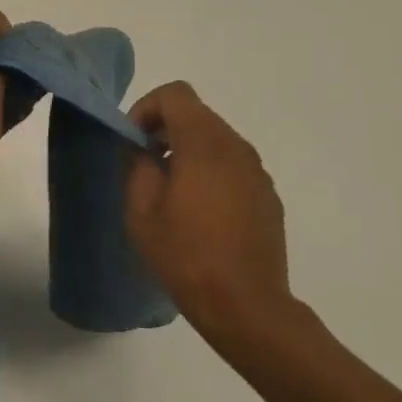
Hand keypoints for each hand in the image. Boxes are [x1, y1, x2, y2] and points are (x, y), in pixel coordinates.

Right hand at [125, 82, 293, 337]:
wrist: (247, 306)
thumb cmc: (186, 256)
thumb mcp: (142, 211)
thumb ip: (137, 166)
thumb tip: (141, 148)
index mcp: (204, 144)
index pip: (176, 94)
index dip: (147, 107)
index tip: (133, 140)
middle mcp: (236, 147)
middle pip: (197, 114)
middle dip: (165, 129)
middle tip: (144, 164)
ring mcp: (257, 171)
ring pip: (216, 139)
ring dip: (188, 150)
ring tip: (170, 190)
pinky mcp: (268, 195)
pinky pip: (233, 166)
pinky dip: (211, 171)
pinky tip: (200, 212)